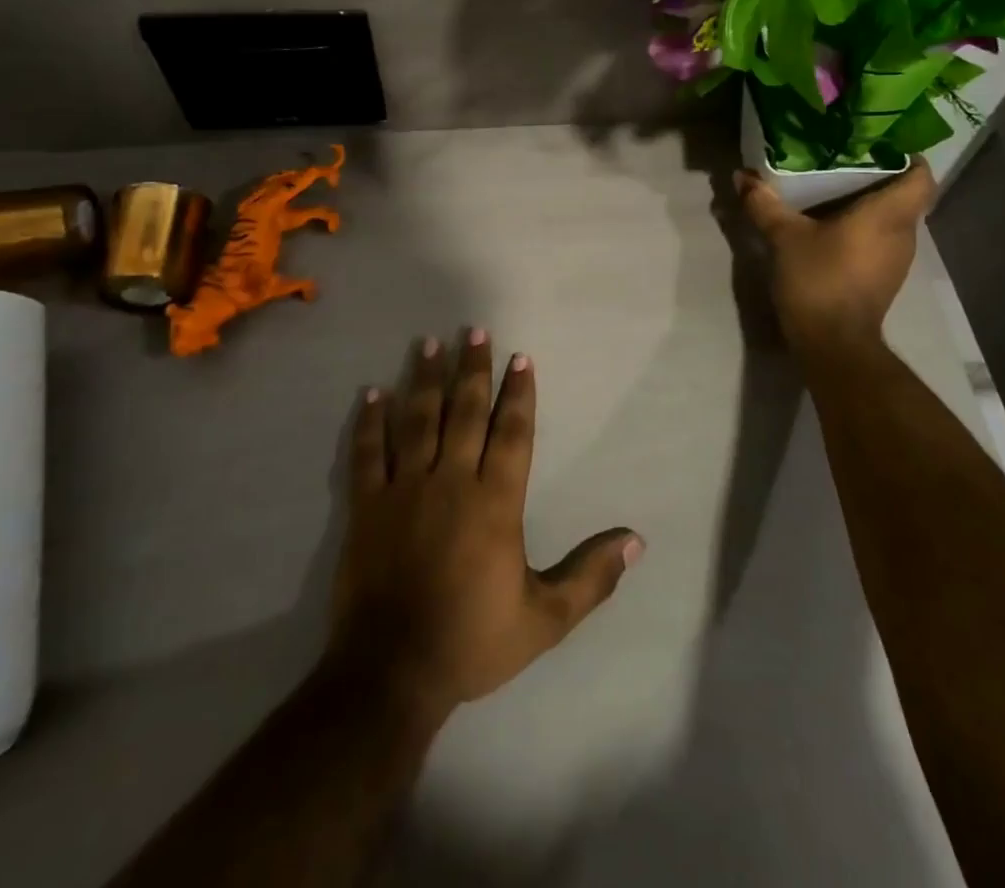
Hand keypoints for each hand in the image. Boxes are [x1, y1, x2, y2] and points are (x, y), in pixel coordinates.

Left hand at [328, 331, 643, 722]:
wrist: (391, 674)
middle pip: (465, 412)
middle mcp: (451, 482)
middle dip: (473, 369)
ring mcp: (405, 490)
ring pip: (417, 420)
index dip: (519, 393)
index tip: (521, 358)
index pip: (512, 433)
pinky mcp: (367, 507)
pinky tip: (372, 393)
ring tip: (429, 344)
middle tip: (475, 331)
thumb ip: (591, 576)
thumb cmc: (472, 641)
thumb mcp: (545, 619)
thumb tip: (636, 541)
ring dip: (424, 380)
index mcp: (495, 502)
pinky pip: (369, 453)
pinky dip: (370, 422)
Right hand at [735, 161, 937, 354]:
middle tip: (846, 160)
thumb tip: (741, 176)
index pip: (922, 175)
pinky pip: (883, 241)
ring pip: (894, 220)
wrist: (834, 344)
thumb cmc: (819, 279)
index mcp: (889, 214)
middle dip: (881, 177)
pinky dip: (866, 230)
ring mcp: (898, 259)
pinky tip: (835, 228)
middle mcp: (904, 233)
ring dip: (872, 206)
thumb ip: (764, 203)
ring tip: (837, 191)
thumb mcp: (784, 237)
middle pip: (906, 195)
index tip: (879, 144)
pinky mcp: (886, 279)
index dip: (908, 156)